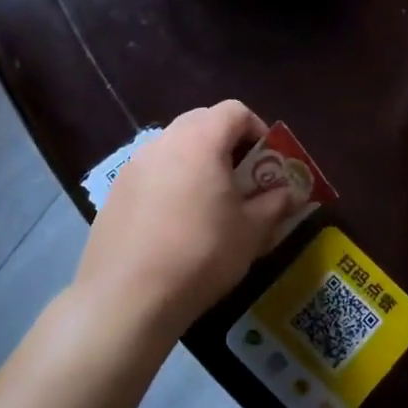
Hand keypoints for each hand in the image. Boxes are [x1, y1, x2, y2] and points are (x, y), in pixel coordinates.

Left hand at [73, 102, 296, 338]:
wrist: (126, 297)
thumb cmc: (200, 254)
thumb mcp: (251, 231)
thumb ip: (275, 204)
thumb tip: (292, 193)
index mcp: (201, 140)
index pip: (235, 111)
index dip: (258, 130)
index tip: (267, 163)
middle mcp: (164, 141)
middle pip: (202, 122)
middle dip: (227, 144)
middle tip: (242, 180)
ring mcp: (133, 166)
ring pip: (174, 147)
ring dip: (197, 163)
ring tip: (209, 204)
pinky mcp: (115, 192)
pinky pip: (152, 173)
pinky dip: (170, 184)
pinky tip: (175, 224)